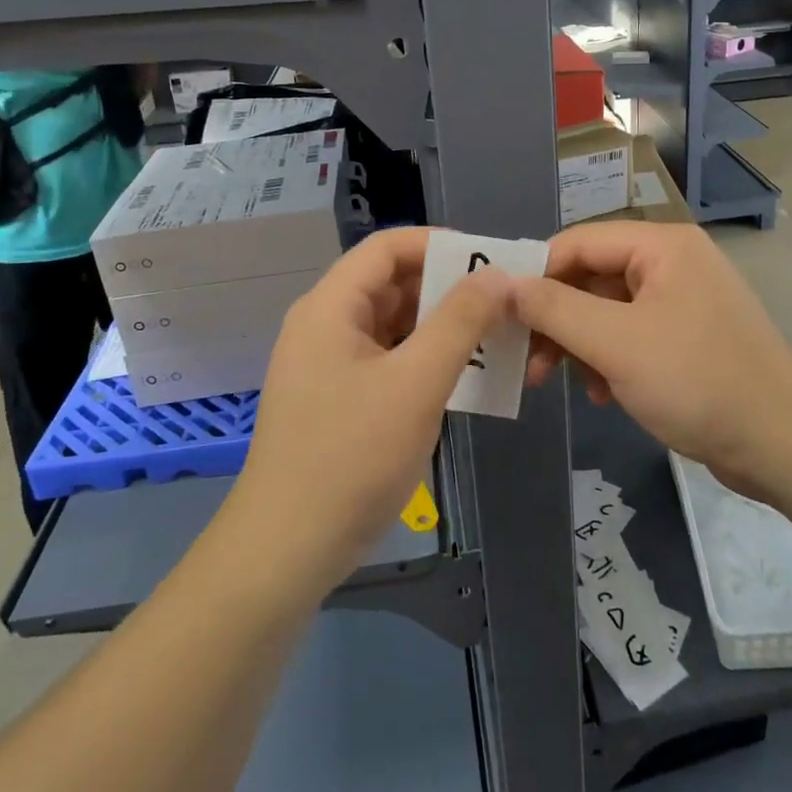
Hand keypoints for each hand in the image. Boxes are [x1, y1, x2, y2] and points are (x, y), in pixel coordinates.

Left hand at [232, 227, 511, 596]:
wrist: (288, 549)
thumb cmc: (351, 457)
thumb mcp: (416, 383)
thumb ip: (460, 322)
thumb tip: (497, 275)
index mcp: (331, 307)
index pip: (386, 247)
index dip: (438, 243)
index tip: (489, 258)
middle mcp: (326, 325)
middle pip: (391, 283)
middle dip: (447, 287)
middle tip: (502, 301)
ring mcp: (330, 364)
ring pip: (394, 324)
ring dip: (441, 326)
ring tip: (494, 336)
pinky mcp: (340, 399)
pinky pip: (389, 360)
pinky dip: (425, 359)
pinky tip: (463, 377)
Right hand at [515, 223, 791, 495]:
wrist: (783, 443)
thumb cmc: (696, 380)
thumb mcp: (615, 343)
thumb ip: (553, 308)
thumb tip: (504, 284)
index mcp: (661, 246)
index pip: (577, 242)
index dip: (535, 274)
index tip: (501, 314)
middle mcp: (671, 263)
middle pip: (590, 278)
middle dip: (557, 320)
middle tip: (530, 362)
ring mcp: (681, 301)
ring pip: (606, 312)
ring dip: (581, 346)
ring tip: (569, 385)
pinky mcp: (687, 338)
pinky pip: (630, 336)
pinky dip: (609, 361)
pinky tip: (606, 395)